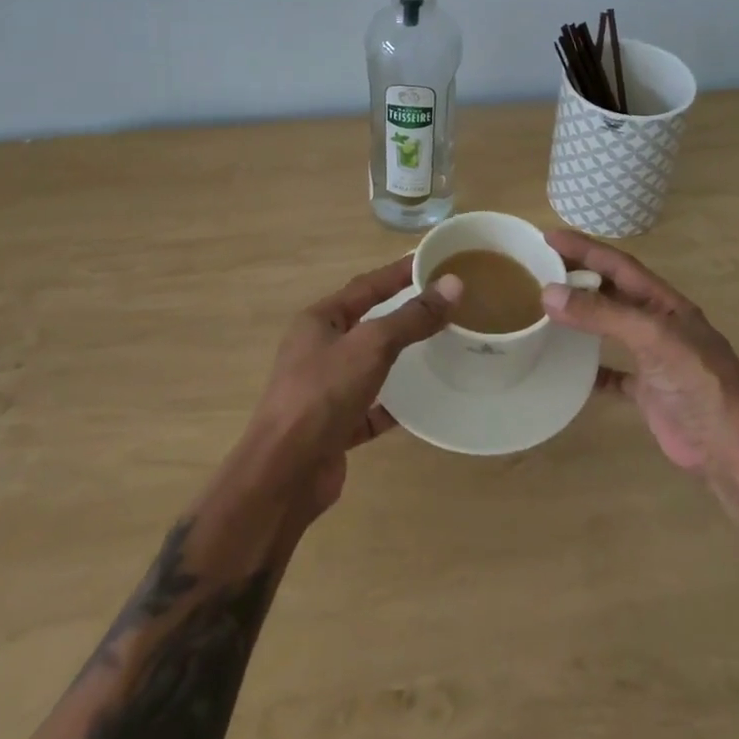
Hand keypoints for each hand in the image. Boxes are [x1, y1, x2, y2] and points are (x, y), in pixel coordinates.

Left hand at [241, 256, 460, 517]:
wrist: (284, 476)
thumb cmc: (322, 395)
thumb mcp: (371, 346)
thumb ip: (412, 317)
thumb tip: (454, 284)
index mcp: (319, 321)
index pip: (366, 286)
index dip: (399, 273)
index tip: (433, 262)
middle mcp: (317, 350)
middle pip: (367, 324)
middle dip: (401, 314)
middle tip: (442, 305)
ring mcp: (324, 391)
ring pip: (369, 367)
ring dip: (399, 359)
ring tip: (438, 348)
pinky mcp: (333, 428)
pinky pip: (370, 409)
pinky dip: (393, 406)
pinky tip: (421, 404)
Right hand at [541, 230, 738, 480]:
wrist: (733, 450)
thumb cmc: (699, 383)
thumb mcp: (653, 338)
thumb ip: (603, 314)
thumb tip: (549, 293)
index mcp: (665, 303)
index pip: (618, 264)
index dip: (585, 248)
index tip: (549, 237)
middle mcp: (658, 324)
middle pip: (612, 292)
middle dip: (580, 277)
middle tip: (540, 269)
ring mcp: (653, 359)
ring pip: (611, 328)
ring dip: (583, 317)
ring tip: (546, 308)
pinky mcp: (649, 393)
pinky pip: (613, 373)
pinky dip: (591, 369)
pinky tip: (568, 368)